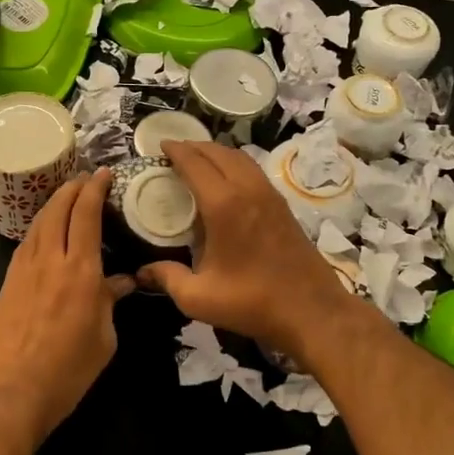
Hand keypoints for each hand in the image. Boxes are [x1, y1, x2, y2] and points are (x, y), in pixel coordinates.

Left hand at [0, 169, 134, 448]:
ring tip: (66, 196)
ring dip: (53, 202)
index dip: (95, 188)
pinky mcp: (8, 282)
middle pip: (58, 208)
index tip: (104, 173)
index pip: (87, 214)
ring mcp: (24, 269)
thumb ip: (111, 302)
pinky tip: (45, 230)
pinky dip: (40, 225)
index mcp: (81, 271)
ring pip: (39, 221)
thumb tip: (122, 282)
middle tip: (85, 178)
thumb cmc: (67, 372)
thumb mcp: (103, 339)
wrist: (10, 393)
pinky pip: (26, 241)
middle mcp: (51, 260)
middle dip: (73, 186)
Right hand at [138, 141, 355, 357]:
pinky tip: (226, 179)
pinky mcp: (282, 204)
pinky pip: (253, 170)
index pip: (195, 164)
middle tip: (174, 151)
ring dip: (216, 152)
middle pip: (218, 153)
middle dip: (194, 147)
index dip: (176, 151)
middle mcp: (247, 189)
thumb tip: (142, 272)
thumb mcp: (199, 297)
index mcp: (224, 205)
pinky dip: (234, 163)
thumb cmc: (252, 302)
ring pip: (239, 158)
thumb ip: (167, 279)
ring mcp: (269, 194)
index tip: (160, 144)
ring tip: (198, 160)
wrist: (312, 310)